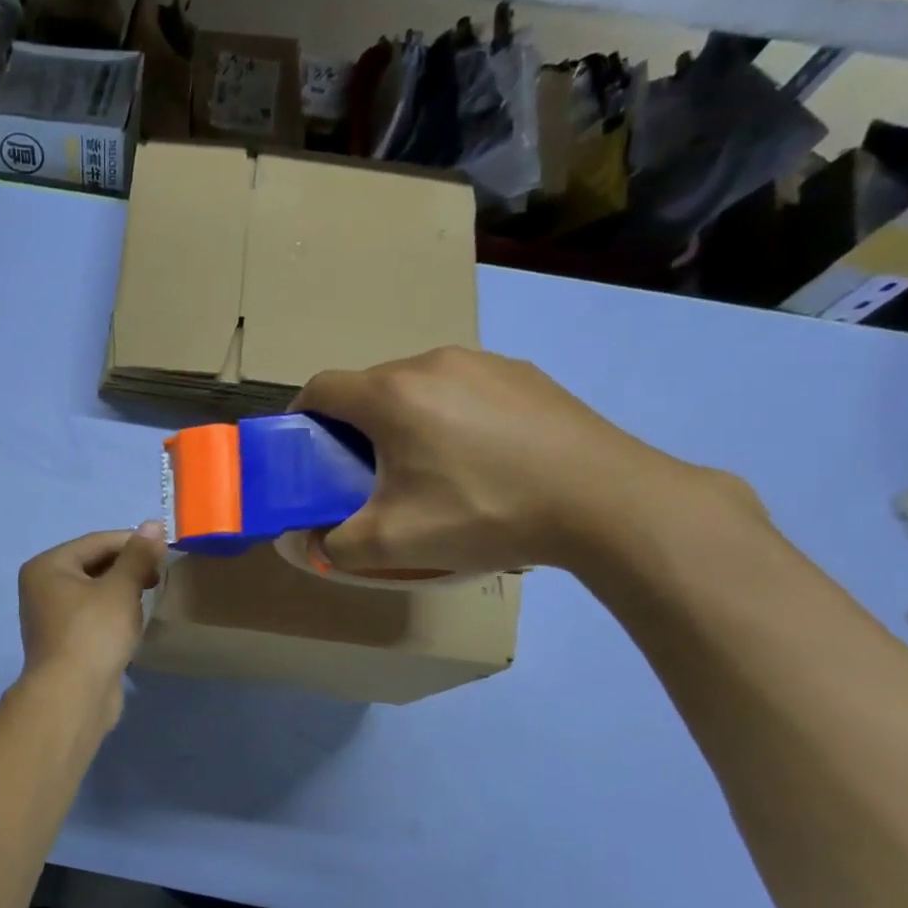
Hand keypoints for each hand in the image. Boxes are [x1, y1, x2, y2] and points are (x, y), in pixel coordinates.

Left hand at [17, 523, 167, 714]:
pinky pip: (92, 616)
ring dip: (122, 592)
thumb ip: (138, 555)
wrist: (73, 696)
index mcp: (47, 566)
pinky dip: (113, 614)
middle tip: (159, 577)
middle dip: (127, 568)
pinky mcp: (64, 641)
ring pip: (94, 592)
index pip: (96, 542)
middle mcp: (42, 586)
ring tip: (148, 597)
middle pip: (93, 565)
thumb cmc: (94, 633)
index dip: (133, 543)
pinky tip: (132, 623)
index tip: (165, 550)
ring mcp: (50, 616)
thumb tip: (153, 524)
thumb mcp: (121, 588)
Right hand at [293, 347, 757, 575]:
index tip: (304, 450)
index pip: (320, 388)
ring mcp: (484, 362)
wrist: (607, 501)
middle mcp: (431, 363)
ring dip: (403, 418)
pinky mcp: (525, 374)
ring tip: (425, 466)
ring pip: (418, 385)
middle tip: (363, 472)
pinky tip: (479, 457)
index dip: (300, 416)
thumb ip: (332, 545)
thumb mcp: (392, 544)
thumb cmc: (484, 512)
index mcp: (391, 394)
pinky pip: (464, 388)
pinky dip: (450, 414)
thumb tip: (306, 542)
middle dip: (352, 425)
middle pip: (369, 386)